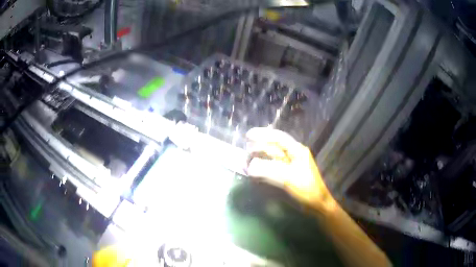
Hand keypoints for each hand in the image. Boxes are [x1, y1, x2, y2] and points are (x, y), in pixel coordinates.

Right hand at [245, 127, 335, 211]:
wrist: (316, 203)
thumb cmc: (305, 188)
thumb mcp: (287, 178)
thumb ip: (267, 170)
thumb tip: (249, 167)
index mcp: (297, 150)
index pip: (278, 137)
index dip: (262, 134)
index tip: (248, 135)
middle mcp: (294, 154)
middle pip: (274, 146)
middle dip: (259, 147)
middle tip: (246, 152)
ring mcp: (291, 164)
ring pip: (273, 156)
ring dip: (261, 157)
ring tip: (248, 161)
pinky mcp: (288, 173)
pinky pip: (274, 167)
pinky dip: (265, 167)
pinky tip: (257, 171)